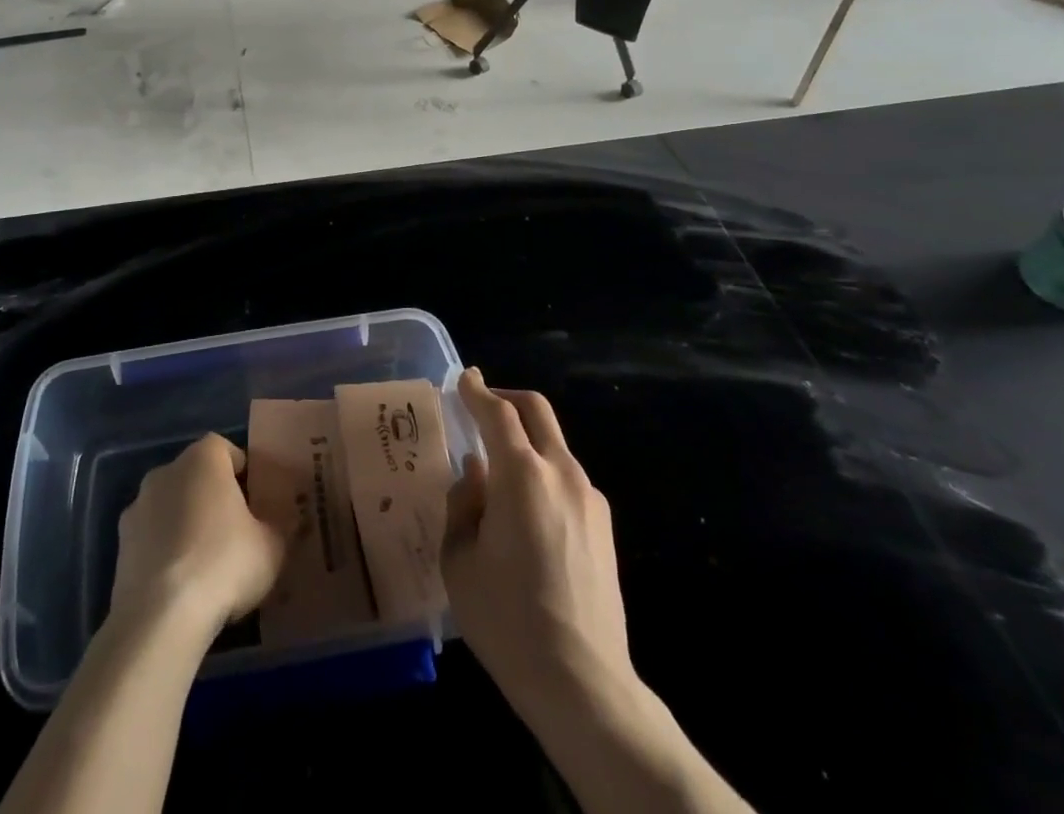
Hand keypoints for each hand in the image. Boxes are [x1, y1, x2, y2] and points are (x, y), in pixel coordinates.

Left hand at [109, 433, 284, 639]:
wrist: (160, 616)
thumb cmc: (224, 563)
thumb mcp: (272, 546)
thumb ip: (277, 526)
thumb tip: (278, 523)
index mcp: (203, 459)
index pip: (226, 449)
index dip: (243, 473)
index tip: (256, 502)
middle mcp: (166, 471)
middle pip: (196, 476)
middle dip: (213, 497)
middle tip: (235, 532)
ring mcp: (137, 507)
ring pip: (171, 506)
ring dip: (185, 523)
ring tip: (206, 564)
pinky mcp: (120, 545)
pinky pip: (151, 537)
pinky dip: (165, 550)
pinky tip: (180, 584)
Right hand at [442, 369, 636, 724]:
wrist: (583, 683)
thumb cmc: (507, 619)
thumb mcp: (459, 560)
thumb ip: (463, 504)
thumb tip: (476, 476)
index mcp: (521, 475)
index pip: (497, 412)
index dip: (476, 391)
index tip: (463, 379)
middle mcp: (560, 472)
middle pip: (536, 410)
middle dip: (506, 399)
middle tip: (481, 406)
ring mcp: (589, 497)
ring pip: (553, 443)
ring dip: (525, 438)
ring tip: (497, 469)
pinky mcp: (604, 524)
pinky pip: (566, 477)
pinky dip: (541, 470)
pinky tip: (524, 509)